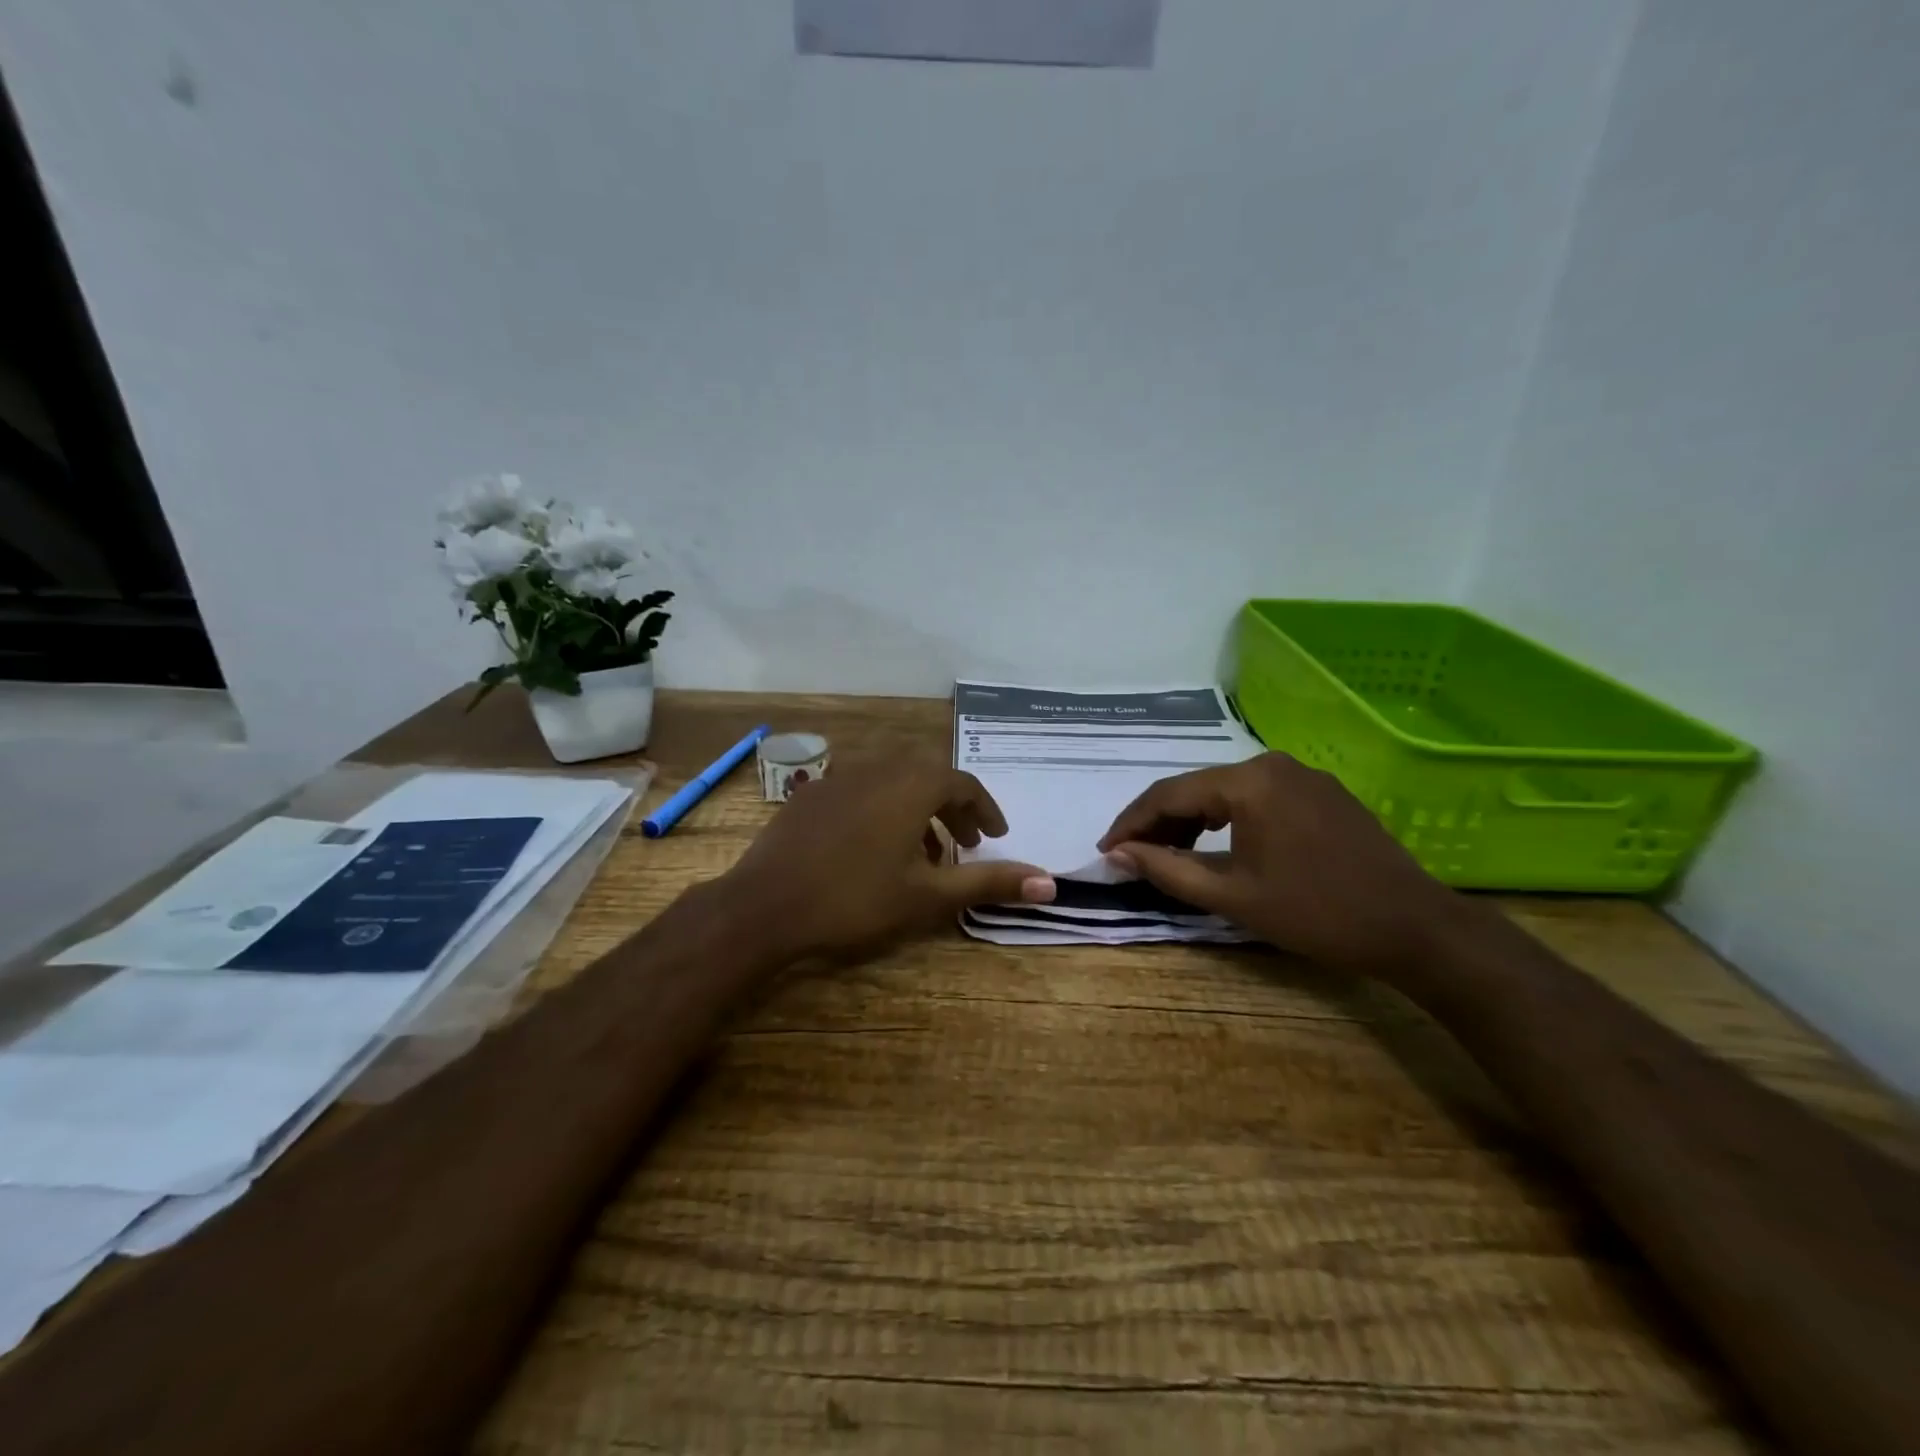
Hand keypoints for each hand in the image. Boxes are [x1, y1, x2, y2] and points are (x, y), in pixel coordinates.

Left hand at [716, 759, 1055, 960]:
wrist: (764, 906)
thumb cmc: (854, 900)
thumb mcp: (929, 896)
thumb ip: (989, 883)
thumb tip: (1051, 883)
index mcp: (912, 785)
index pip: (963, 783)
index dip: (985, 809)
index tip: (996, 836)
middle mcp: (878, 767)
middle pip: (928, 777)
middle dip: (953, 808)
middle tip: (966, 843)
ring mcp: (839, 777)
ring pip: (893, 781)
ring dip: (917, 809)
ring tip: (923, 853)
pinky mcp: (810, 794)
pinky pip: (861, 790)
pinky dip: (882, 809)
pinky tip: (872, 847)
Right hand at [1097, 753, 1468, 977]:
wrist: (1414, 928)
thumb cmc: (1316, 913)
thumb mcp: (1232, 896)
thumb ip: (1168, 870)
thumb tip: (1119, 854)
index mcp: (1248, 782)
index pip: (1169, 794)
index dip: (1131, 823)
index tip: (1106, 851)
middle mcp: (1272, 764)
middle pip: (1197, 788)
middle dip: (1160, 822)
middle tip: (1134, 856)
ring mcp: (1302, 775)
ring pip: (1226, 792)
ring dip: (1192, 820)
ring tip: (1170, 853)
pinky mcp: (1321, 792)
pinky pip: (1257, 797)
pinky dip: (1228, 819)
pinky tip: (1219, 844)